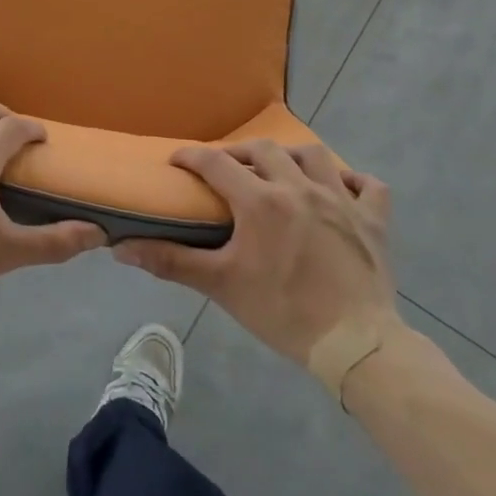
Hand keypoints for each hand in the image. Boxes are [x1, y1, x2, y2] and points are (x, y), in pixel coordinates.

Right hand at [113, 141, 399, 367]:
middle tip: (226, 170)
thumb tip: (122, 248)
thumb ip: (171, 262)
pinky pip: (368, 186)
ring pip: (314, 156)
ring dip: (291, 157)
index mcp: (260, 201)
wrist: (356, 345)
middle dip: (239, 153)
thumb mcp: (221, 286)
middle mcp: (300, 188)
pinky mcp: (374, 220)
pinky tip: (340, 190)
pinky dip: (352, 182)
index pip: (216, 162)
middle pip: (264, 150)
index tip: (177, 161)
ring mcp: (342, 201)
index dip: (191, 156)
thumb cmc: (282, 312)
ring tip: (279, 171)